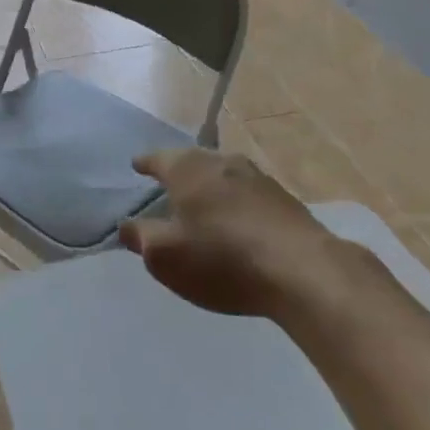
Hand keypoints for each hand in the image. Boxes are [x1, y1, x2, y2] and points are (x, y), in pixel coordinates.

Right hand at [120, 149, 333, 318]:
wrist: (303, 271)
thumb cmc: (222, 259)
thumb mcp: (165, 256)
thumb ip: (141, 237)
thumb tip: (126, 226)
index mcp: (186, 168)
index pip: (157, 158)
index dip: (145, 164)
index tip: (136, 165)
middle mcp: (220, 161)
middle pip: (192, 161)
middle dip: (179, 171)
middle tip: (168, 185)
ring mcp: (256, 177)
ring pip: (223, 174)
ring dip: (211, 186)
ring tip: (204, 202)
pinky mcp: (284, 199)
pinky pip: (248, 194)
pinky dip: (236, 202)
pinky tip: (238, 220)